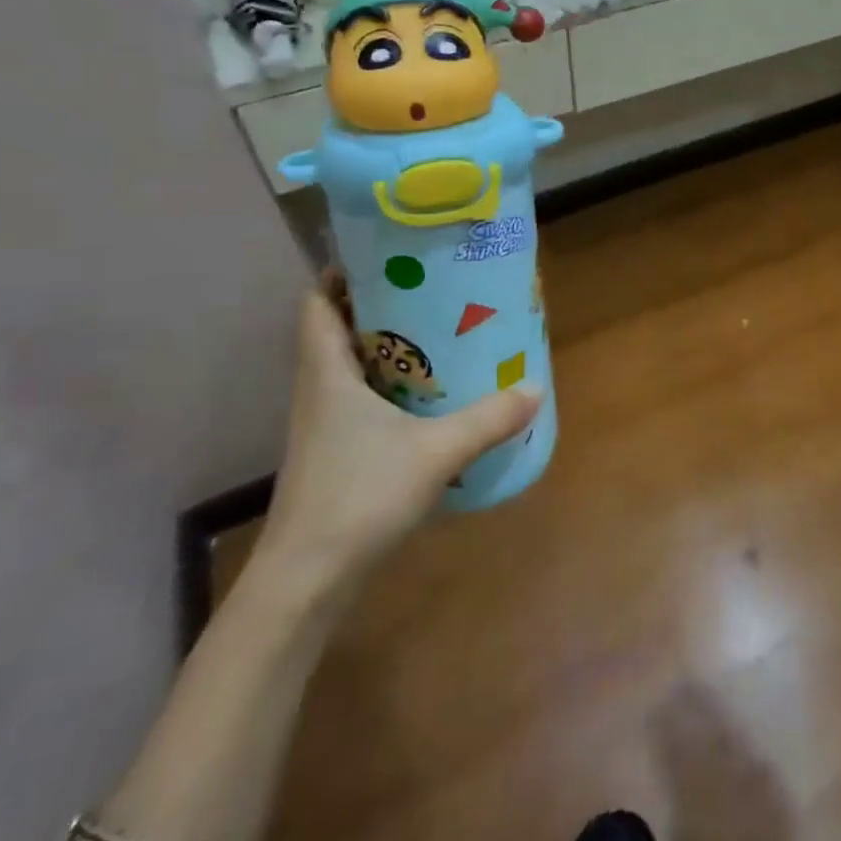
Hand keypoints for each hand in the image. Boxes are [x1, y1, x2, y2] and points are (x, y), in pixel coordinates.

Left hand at [252, 282, 539, 599]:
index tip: (388, 258)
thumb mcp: (435, 452)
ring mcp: (323, 426)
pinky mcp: (333, 454)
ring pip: (349, 367)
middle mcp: (319, 390)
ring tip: (439, 334)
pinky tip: (428, 398)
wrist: (305, 581)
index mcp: (328, 372)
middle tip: (431, 291)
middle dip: (379, 306)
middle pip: (337, 329)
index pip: (316, 303)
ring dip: (386, 347)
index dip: (342, 274)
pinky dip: (388, 387)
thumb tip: (534, 388)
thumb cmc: (358, 496)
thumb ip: (487, 419)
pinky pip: (360, 400)